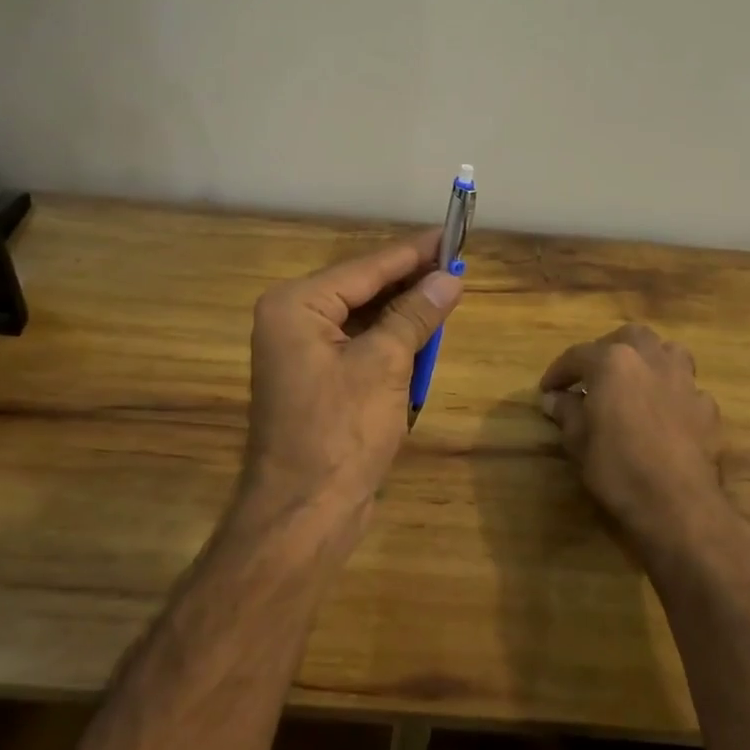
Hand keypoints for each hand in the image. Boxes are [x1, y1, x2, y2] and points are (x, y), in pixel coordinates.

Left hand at [243, 231, 463, 514]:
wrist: (303, 516)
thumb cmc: (340, 432)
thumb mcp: (385, 364)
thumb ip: (415, 315)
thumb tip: (448, 278)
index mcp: (296, 305)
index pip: (365, 267)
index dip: (412, 252)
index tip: (450, 233)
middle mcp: (292, 320)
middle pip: (362, 288)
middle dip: (409, 281)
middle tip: (456, 264)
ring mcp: (302, 352)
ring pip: (363, 317)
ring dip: (403, 311)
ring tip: (446, 291)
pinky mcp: (316, 380)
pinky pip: (359, 345)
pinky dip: (390, 340)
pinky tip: (422, 333)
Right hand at [538, 324, 738, 557]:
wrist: (678, 506)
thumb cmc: (617, 468)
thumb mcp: (578, 441)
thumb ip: (566, 412)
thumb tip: (555, 399)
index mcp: (613, 362)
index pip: (578, 355)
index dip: (559, 371)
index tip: (547, 389)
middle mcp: (650, 360)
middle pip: (629, 338)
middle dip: (609, 350)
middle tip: (594, 375)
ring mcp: (684, 382)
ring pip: (668, 352)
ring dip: (650, 360)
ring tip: (637, 382)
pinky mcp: (708, 409)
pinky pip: (688, 389)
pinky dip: (674, 395)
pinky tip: (666, 415)